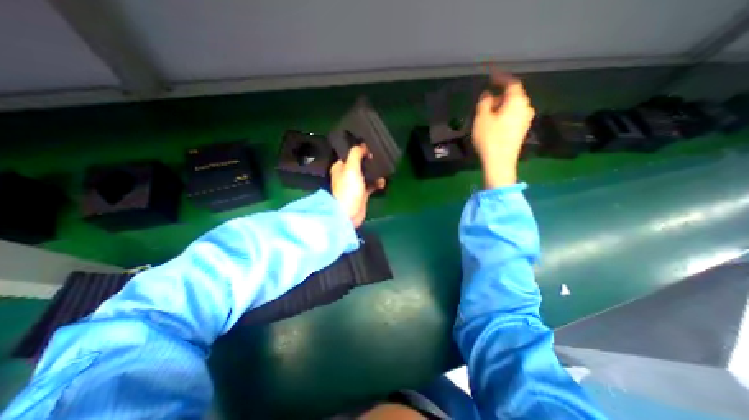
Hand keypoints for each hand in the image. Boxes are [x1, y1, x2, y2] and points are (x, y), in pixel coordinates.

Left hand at [329, 144, 384, 229]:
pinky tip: (383, 181)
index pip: (349, 154)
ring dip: (375, 171)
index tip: (370, 145)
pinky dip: (377, 182)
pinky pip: (371, 184)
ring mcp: (355, 184)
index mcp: (340, 167)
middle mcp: (346, 174)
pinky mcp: (362, 193)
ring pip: (366, 174)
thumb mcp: (351, 168)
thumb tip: (362, 146)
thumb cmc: (348, 190)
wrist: (350, 214)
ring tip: (383, 168)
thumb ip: (356, 154)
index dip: (359, 149)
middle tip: (379, 156)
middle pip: (359, 163)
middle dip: (369, 160)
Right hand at [469, 71, 535, 187]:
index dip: (501, 77)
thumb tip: (488, 94)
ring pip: (512, 107)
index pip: (511, 83)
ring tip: (486, 113)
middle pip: (513, 95)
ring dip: (500, 106)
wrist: (500, 162)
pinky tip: (493, 123)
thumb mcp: (482, 118)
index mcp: (517, 101)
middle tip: (485, 100)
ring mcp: (525, 120)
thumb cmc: (490, 138)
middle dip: (499, 95)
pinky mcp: (521, 131)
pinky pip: (513, 116)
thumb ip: (485, 102)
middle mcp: (526, 108)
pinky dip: (503, 115)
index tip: (491, 75)